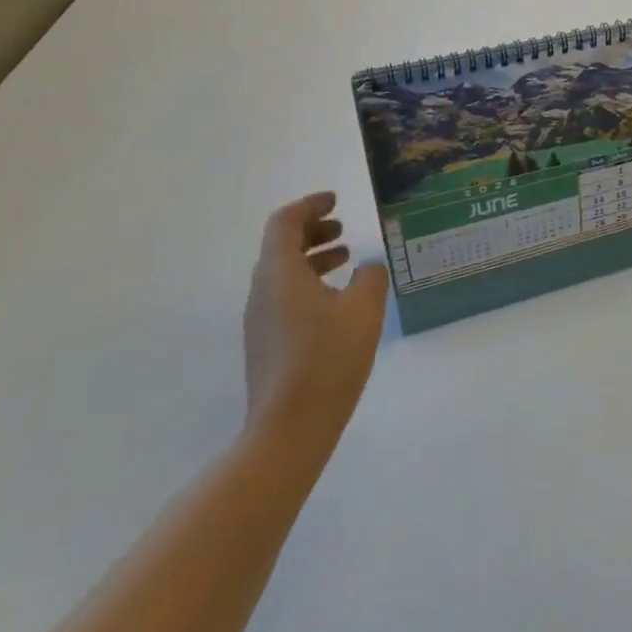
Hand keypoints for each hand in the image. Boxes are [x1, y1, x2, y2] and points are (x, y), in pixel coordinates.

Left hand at [243, 192, 389, 451]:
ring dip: (312, 256)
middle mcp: (262, 291)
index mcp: (280, 273)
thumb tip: (369, 266)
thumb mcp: (363, 310)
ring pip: (282, 272)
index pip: (285, 222)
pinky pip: (284, 295)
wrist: (289, 430)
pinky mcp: (266, 343)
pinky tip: (337, 299)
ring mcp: (260, 320)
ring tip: (346, 258)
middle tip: (343, 227)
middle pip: (280, 245)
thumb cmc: (327, 360)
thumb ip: (371, 277)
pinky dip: (309, 282)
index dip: (310, 205)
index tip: (336, 200)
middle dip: (312, 230)